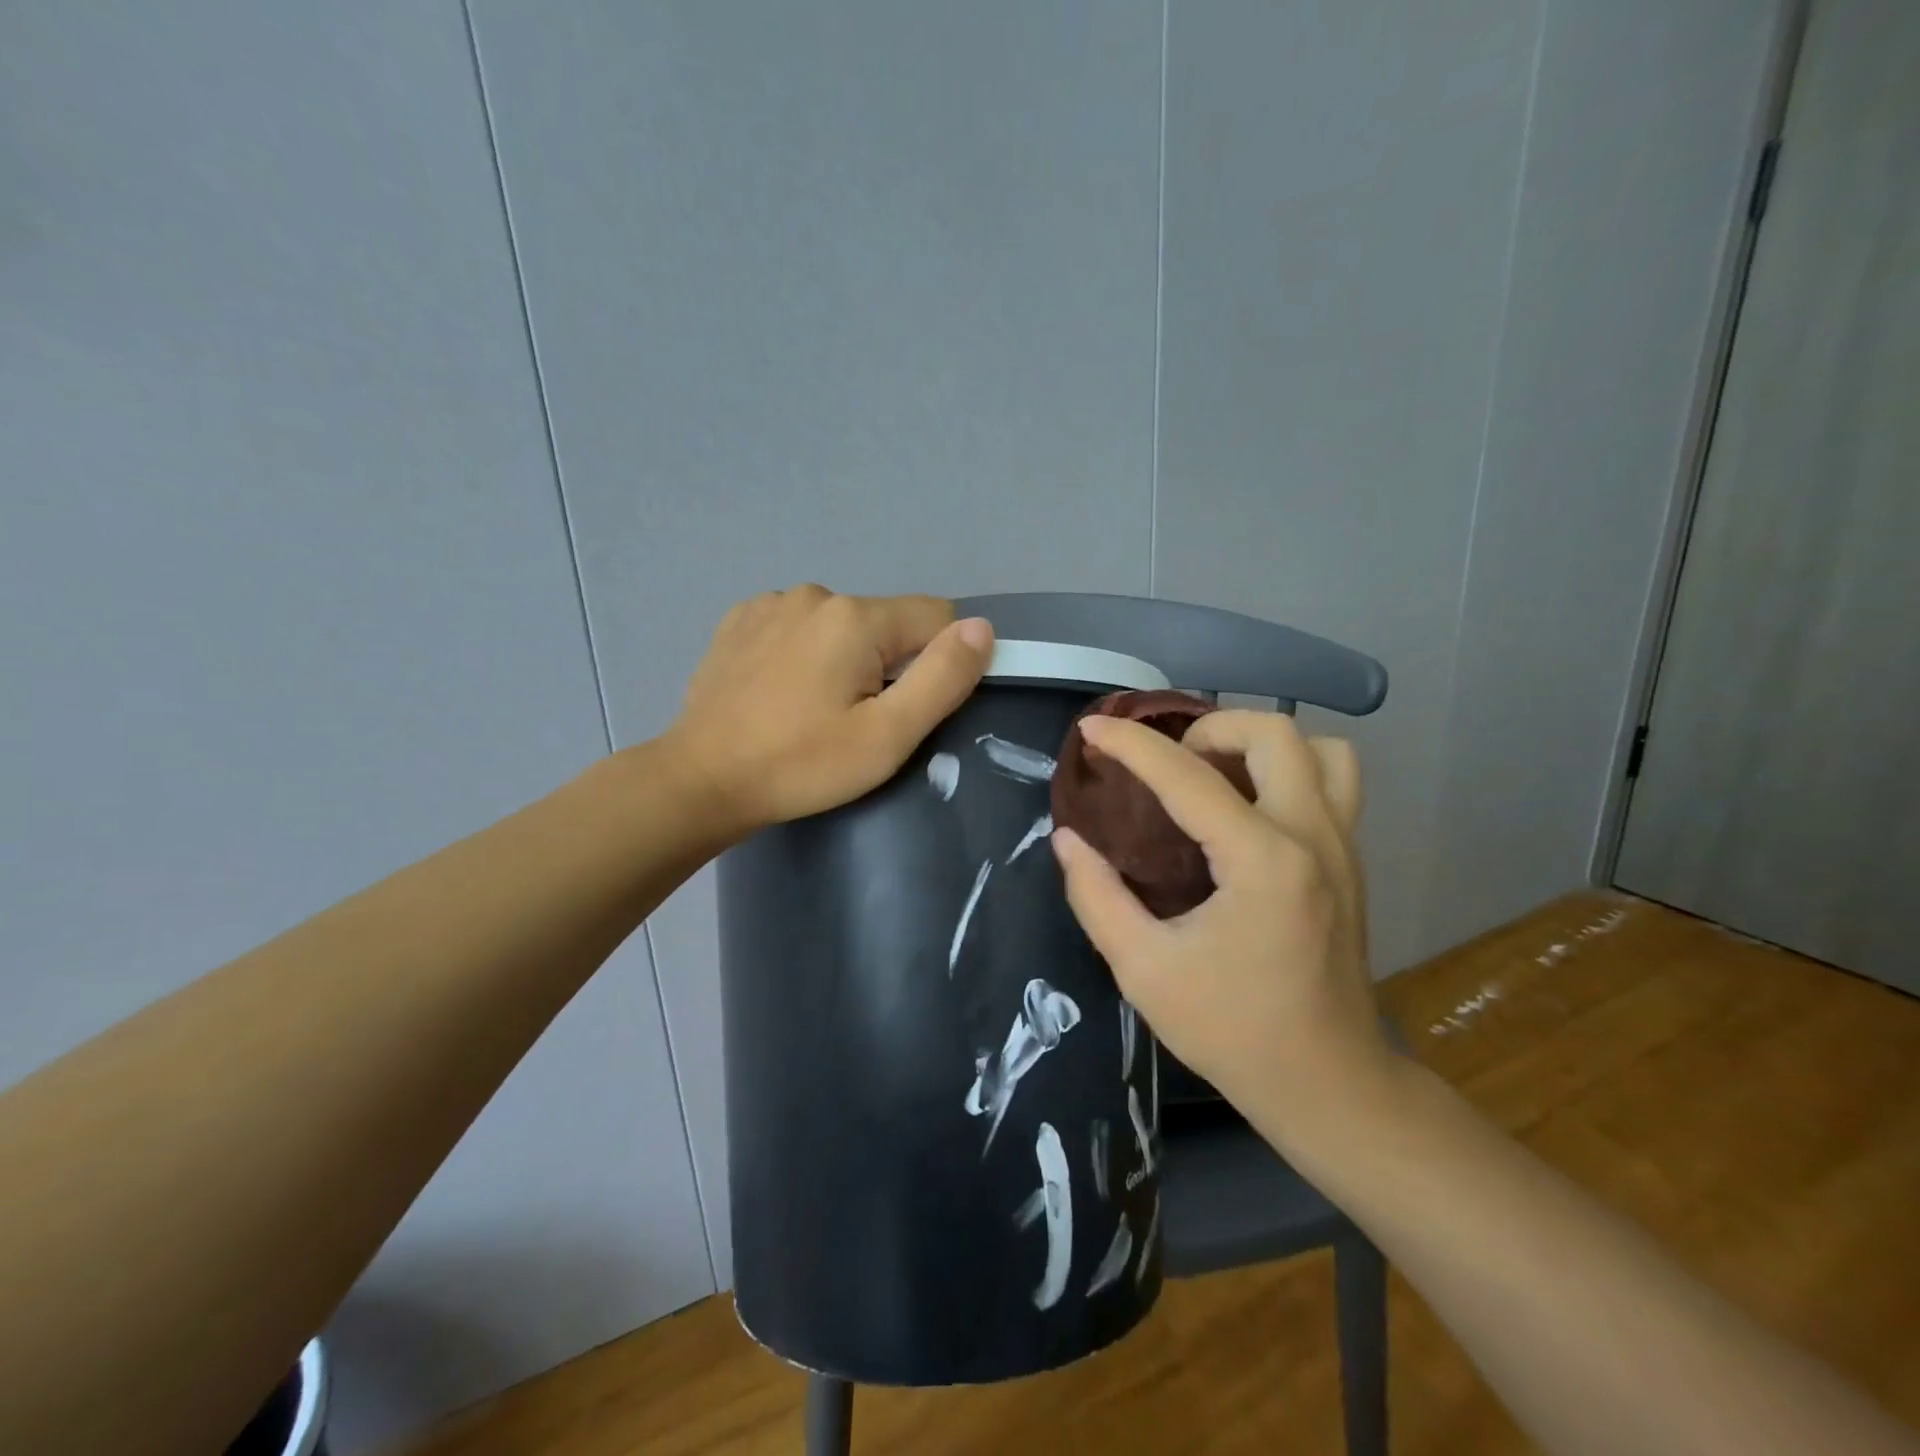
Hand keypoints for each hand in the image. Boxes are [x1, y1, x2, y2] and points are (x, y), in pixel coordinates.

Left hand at [666, 585, 992, 837]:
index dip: (938, 662)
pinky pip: (798, 627)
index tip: (909, 708)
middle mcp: (815, 594)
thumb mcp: (887, 736)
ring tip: (814, 710)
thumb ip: (942, 678)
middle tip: (856, 721)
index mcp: (856, 618)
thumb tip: (981, 628)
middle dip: (887, 665)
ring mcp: (771, 604)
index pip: (936, 616)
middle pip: (886, 622)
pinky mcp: (739, 621)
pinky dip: (803, 653)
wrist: (700, 781)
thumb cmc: (801, 764)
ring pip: (841, 625)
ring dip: (844, 658)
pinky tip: (781, 692)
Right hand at [1050, 710, 1391, 1135]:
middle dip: (1208, 727)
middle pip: (1273, 732)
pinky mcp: (1352, 862)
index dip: (1131, 744)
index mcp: (1262, 862)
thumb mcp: (1144, 971)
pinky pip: (1334, 782)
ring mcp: (1343, 846)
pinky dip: (1289, 770)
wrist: (1328, 1083)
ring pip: (1320, 749)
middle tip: (1168, 765)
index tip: (1091, 728)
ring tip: (1216, 774)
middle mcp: (1313, 838)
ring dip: (1260, 744)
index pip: (1187, 777)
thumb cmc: (1232, 1032)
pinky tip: (1247, 808)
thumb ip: (1097, 897)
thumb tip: (1068, 840)